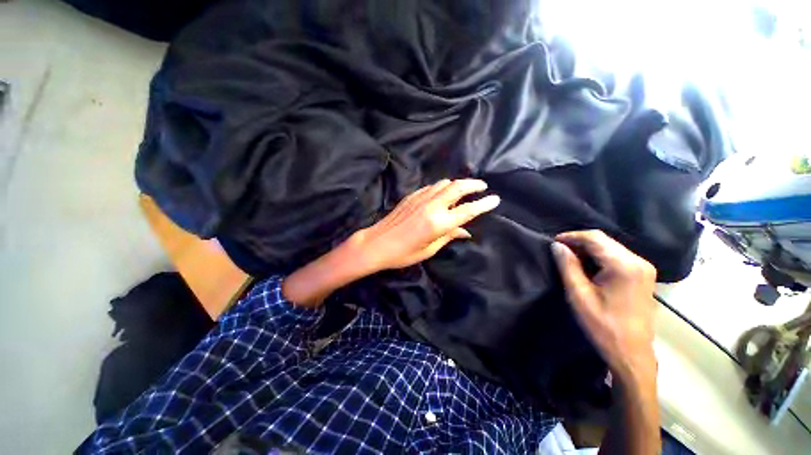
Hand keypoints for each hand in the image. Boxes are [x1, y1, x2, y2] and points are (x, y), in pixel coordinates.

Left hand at [282, 179, 498, 305]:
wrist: (377, 243)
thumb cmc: (404, 253)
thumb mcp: (430, 249)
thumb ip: (449, 236)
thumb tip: (465, 231)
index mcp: (439, 223)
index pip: (468, 211)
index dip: (484, 204)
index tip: (495, 199)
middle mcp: (432, 206)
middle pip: (458, 188)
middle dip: (473, 185)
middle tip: (482, 187)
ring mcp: (421, 198)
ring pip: (445, 184)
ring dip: (458, 184)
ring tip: (465, 189)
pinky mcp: (412, 196)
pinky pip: (432, 187)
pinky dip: (442, 187)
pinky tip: (443, 193)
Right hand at [551, 230, 656, 381]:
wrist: (631, 352)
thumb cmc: (603, 325)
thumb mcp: (579, 295)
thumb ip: (568, 266)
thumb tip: (557, 245)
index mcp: (624, 266)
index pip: (595, 238)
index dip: (571, 236)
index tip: (554, 242)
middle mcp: (638, 261)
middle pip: (604, 240)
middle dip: (579, 242)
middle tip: (560, 251)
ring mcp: (644, 268)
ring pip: (610, 247)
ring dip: (589, 249)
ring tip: (570, 258)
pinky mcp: (643, 275)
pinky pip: (618, 256)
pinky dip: (599, 256)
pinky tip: (587, 266)